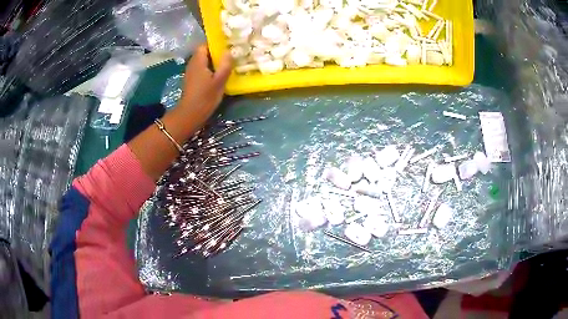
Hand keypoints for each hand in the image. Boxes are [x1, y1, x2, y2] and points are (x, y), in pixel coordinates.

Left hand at [129, 46, 232, 180]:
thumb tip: (229, 51)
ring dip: (214, 62)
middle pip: (204, 52)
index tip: (228, 46)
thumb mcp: (219, 81)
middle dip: (217, 52)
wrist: (190, 115)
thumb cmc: (205, 97)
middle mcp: (193, 63)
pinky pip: (202, 69)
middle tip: (231, 55)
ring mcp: (191, 72)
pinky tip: (219, 75)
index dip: (216, 44)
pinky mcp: (192, 80)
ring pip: (204, 61)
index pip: (205, 45)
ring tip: (227, 64)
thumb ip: (225, 65)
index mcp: (198, 60)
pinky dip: (210, 69)